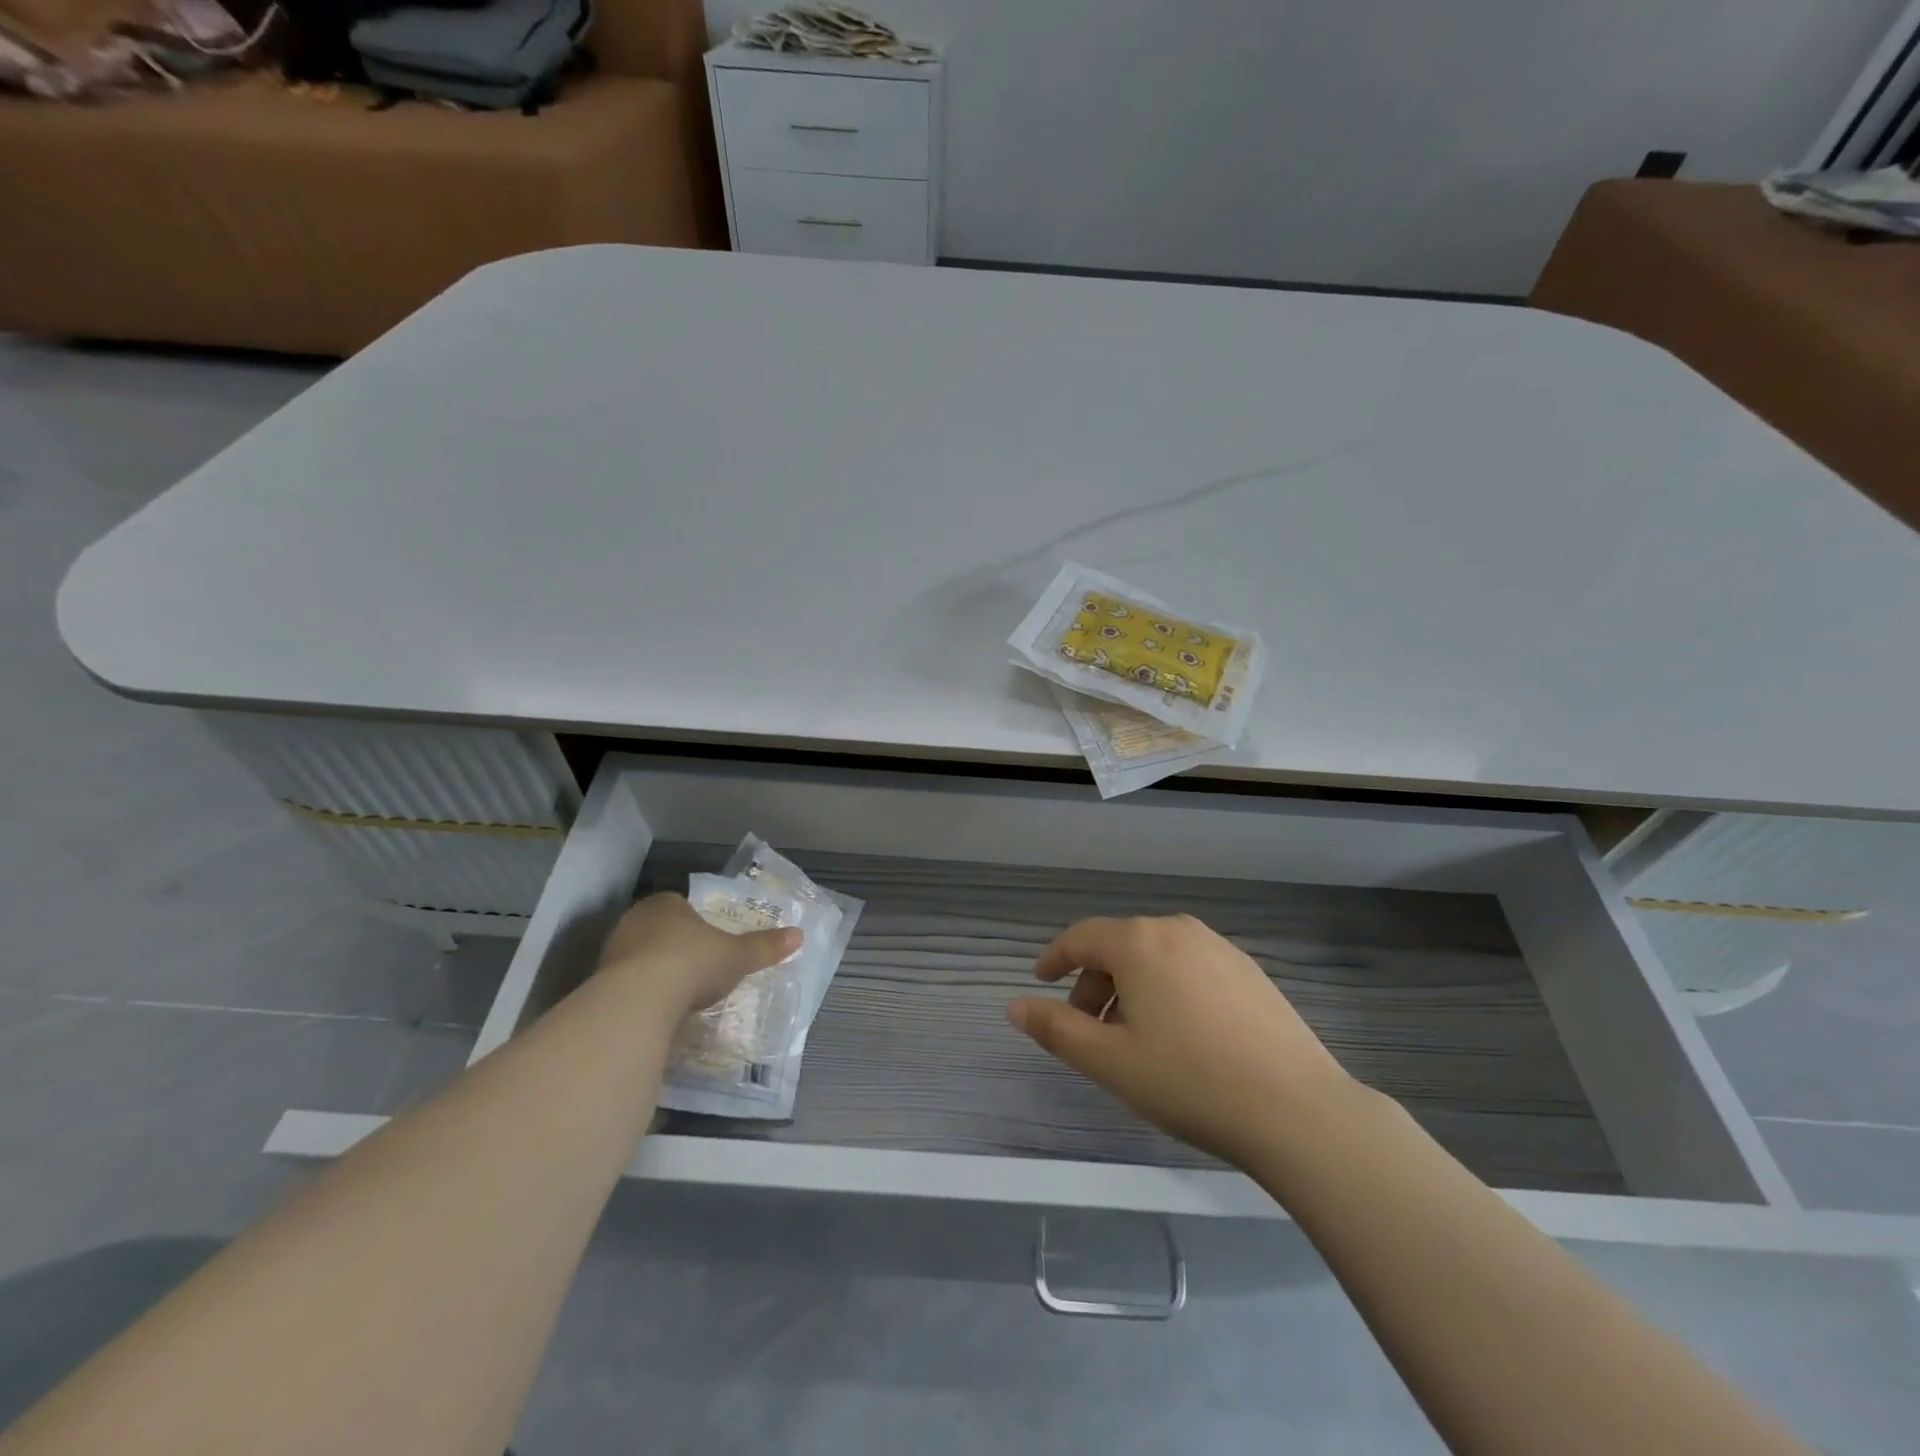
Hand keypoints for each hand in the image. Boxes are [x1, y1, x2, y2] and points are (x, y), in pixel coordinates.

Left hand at [596, 893, 801, 1019]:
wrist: (639, 1000)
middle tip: (695, 968)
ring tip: (677, 994)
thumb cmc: (693, 963)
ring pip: (638, 956)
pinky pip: (625, 983)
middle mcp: (635, 920)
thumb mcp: (737, 956)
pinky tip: (655, 1010)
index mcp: (667, 904)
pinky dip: (639, 994)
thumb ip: (764, 946)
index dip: (696, 922)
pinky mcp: (597, 982)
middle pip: (658, 930)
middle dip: (674, 946)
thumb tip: (799, 935)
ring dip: (654, 971)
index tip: (709, 942)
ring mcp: (612, 951)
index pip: (681, 905)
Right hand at [1006, 914, 1354, 1166]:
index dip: (1055, 958)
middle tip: (1086, 1030)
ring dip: (1130, 988)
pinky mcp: (1249, 971)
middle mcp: (1177, 930)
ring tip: (1132, 1038)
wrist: (1297, 1110)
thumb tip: (1014, 1006)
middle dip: (1093, 982)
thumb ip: (1056, 1029)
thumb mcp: (1109, 1062)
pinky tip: (1179, 1035)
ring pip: (1155, 957)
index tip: (1040, 981)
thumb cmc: (1189, 1081)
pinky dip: (1167, 989)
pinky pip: (1189, 968)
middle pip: (1119, 946)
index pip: (1081, 937)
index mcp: (1139, 942)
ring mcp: (1219, 947)